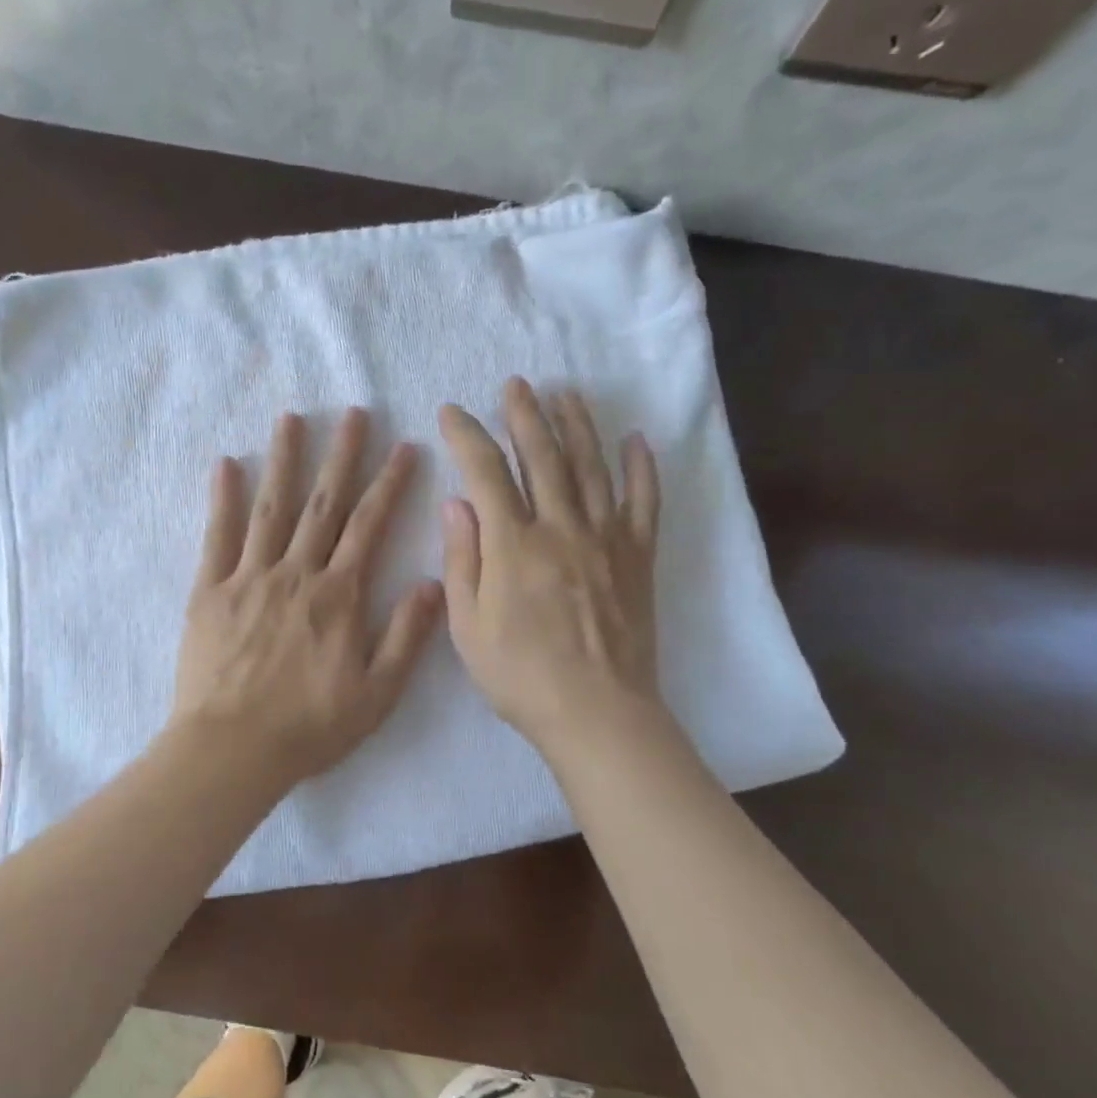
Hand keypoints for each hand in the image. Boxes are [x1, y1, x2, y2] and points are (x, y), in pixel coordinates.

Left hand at [172, 407, 443, 789]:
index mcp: (338, 595)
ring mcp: (249, 578)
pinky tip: (225, 465)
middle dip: (341, 456)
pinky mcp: (209, 591)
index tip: (403, 447)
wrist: (232, 750)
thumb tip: (434, 582)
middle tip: (353, 413)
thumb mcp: (377, 693)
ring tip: (292, 419)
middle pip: (323, 503)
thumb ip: (407, 635)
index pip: (369, 526)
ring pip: (271, 508)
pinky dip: (222, 499)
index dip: (389, 484)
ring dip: (284, 460)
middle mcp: (296, 574)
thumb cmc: (310, 726)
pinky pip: (217, 536)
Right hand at [439, 378, 661, 750]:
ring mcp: (606, 539)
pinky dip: (641, 468)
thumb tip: (457, 503)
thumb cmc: (521, 676)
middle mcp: (561, 528)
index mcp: (513, 545)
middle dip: (526, 414)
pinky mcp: (638, 557)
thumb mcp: (468, 626)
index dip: (467, 436)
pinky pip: (644, 502)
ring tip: (566, 394)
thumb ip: (462, 560)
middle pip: (544, 455)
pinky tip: (637, 441)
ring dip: (578, 426)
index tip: (452, 412)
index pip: (487, 472)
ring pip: (592, 467)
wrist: (597, 713)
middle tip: (516, 384)